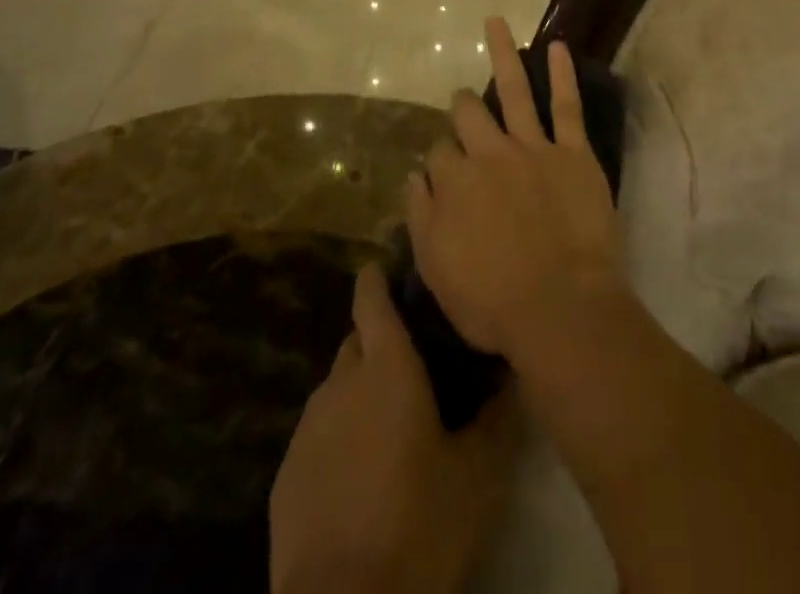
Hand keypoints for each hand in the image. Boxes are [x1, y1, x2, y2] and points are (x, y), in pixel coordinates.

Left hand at [270, 264, 517, 593]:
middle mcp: (341, 383)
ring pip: (337, 388)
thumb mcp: (479, 475)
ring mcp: (307, 429)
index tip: (395, 272)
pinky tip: (362, 473)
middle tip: (416, 366)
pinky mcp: (286, 476)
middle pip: (357, 341)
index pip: (372, 297)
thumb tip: (513, 375)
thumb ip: (498, 417)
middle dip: (380, 341)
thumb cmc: (419, 526)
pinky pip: (318, 434)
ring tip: (392, 424)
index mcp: (386, 368)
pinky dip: (339, 436)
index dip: (379, 278)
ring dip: (360, 392)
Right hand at [407, 18, 627, 363]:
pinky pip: (566, 105)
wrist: (561, 308)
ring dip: (502, 53)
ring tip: (495, 21)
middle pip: (468, 116)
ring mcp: (533, 149)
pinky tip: (557, 46)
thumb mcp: (437, 271)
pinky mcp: (572, 153)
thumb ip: (421, 217)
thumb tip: (414, 175)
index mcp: (455, 183)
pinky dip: (562, 74)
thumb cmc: (494, 302)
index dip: (441, 159)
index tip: (446, 170)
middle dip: (461, 106)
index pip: (439, 153)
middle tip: (462, 103)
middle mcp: (489, 154)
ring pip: (513, 90)